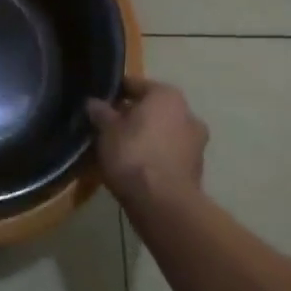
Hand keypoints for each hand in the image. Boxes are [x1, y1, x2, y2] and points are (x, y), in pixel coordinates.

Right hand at [87, 81, 207, 209]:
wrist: (163, 205)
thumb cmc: (134, 154)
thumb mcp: (106, 130)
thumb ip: (100, 112)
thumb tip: (93, 103)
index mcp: (168, 96)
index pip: (135, 85)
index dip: (115, 93)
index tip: (99, 103)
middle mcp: (188, 114)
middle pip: (152, 110)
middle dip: (133, 117)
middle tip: (109, 128)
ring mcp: (196, 145)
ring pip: (163, 133)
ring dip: (146, 138)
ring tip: (121, 150)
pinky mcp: (196, 172)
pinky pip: (169, 155)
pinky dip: (155, 157)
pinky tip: (136, 168)